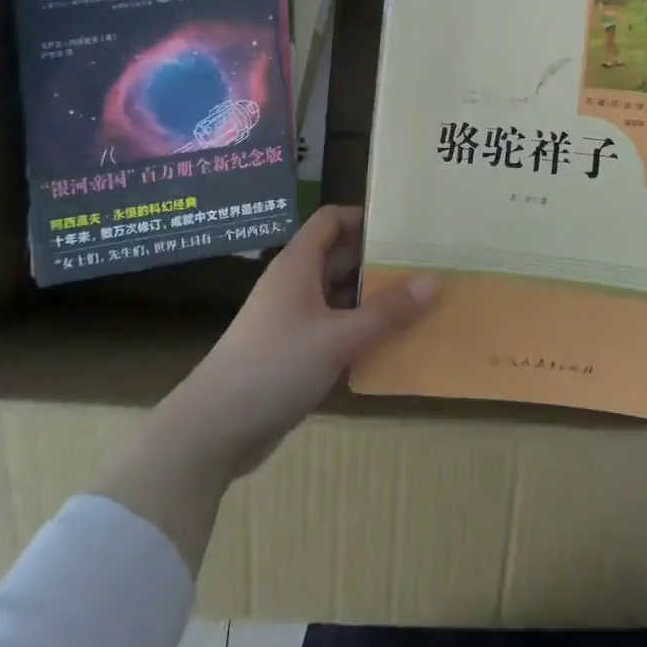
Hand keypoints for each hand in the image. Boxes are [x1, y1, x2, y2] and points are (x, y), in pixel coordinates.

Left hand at [172, 205, 436, 477]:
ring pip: (339, 296)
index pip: (331, 220)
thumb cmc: (274, 366)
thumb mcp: (337, 337)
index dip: (363, 217)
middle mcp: (295, 285)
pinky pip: (335, 329)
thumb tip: (434, 280)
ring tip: (419, 301)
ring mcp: (293, 320)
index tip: (403, 226)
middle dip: (378, 260)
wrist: (213, 430)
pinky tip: (392, 343)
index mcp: (298, 265)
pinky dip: (360, 331)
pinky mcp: (294, 352)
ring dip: (373, 299)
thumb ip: (387, 312)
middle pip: (339, 257)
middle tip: (424, 263)